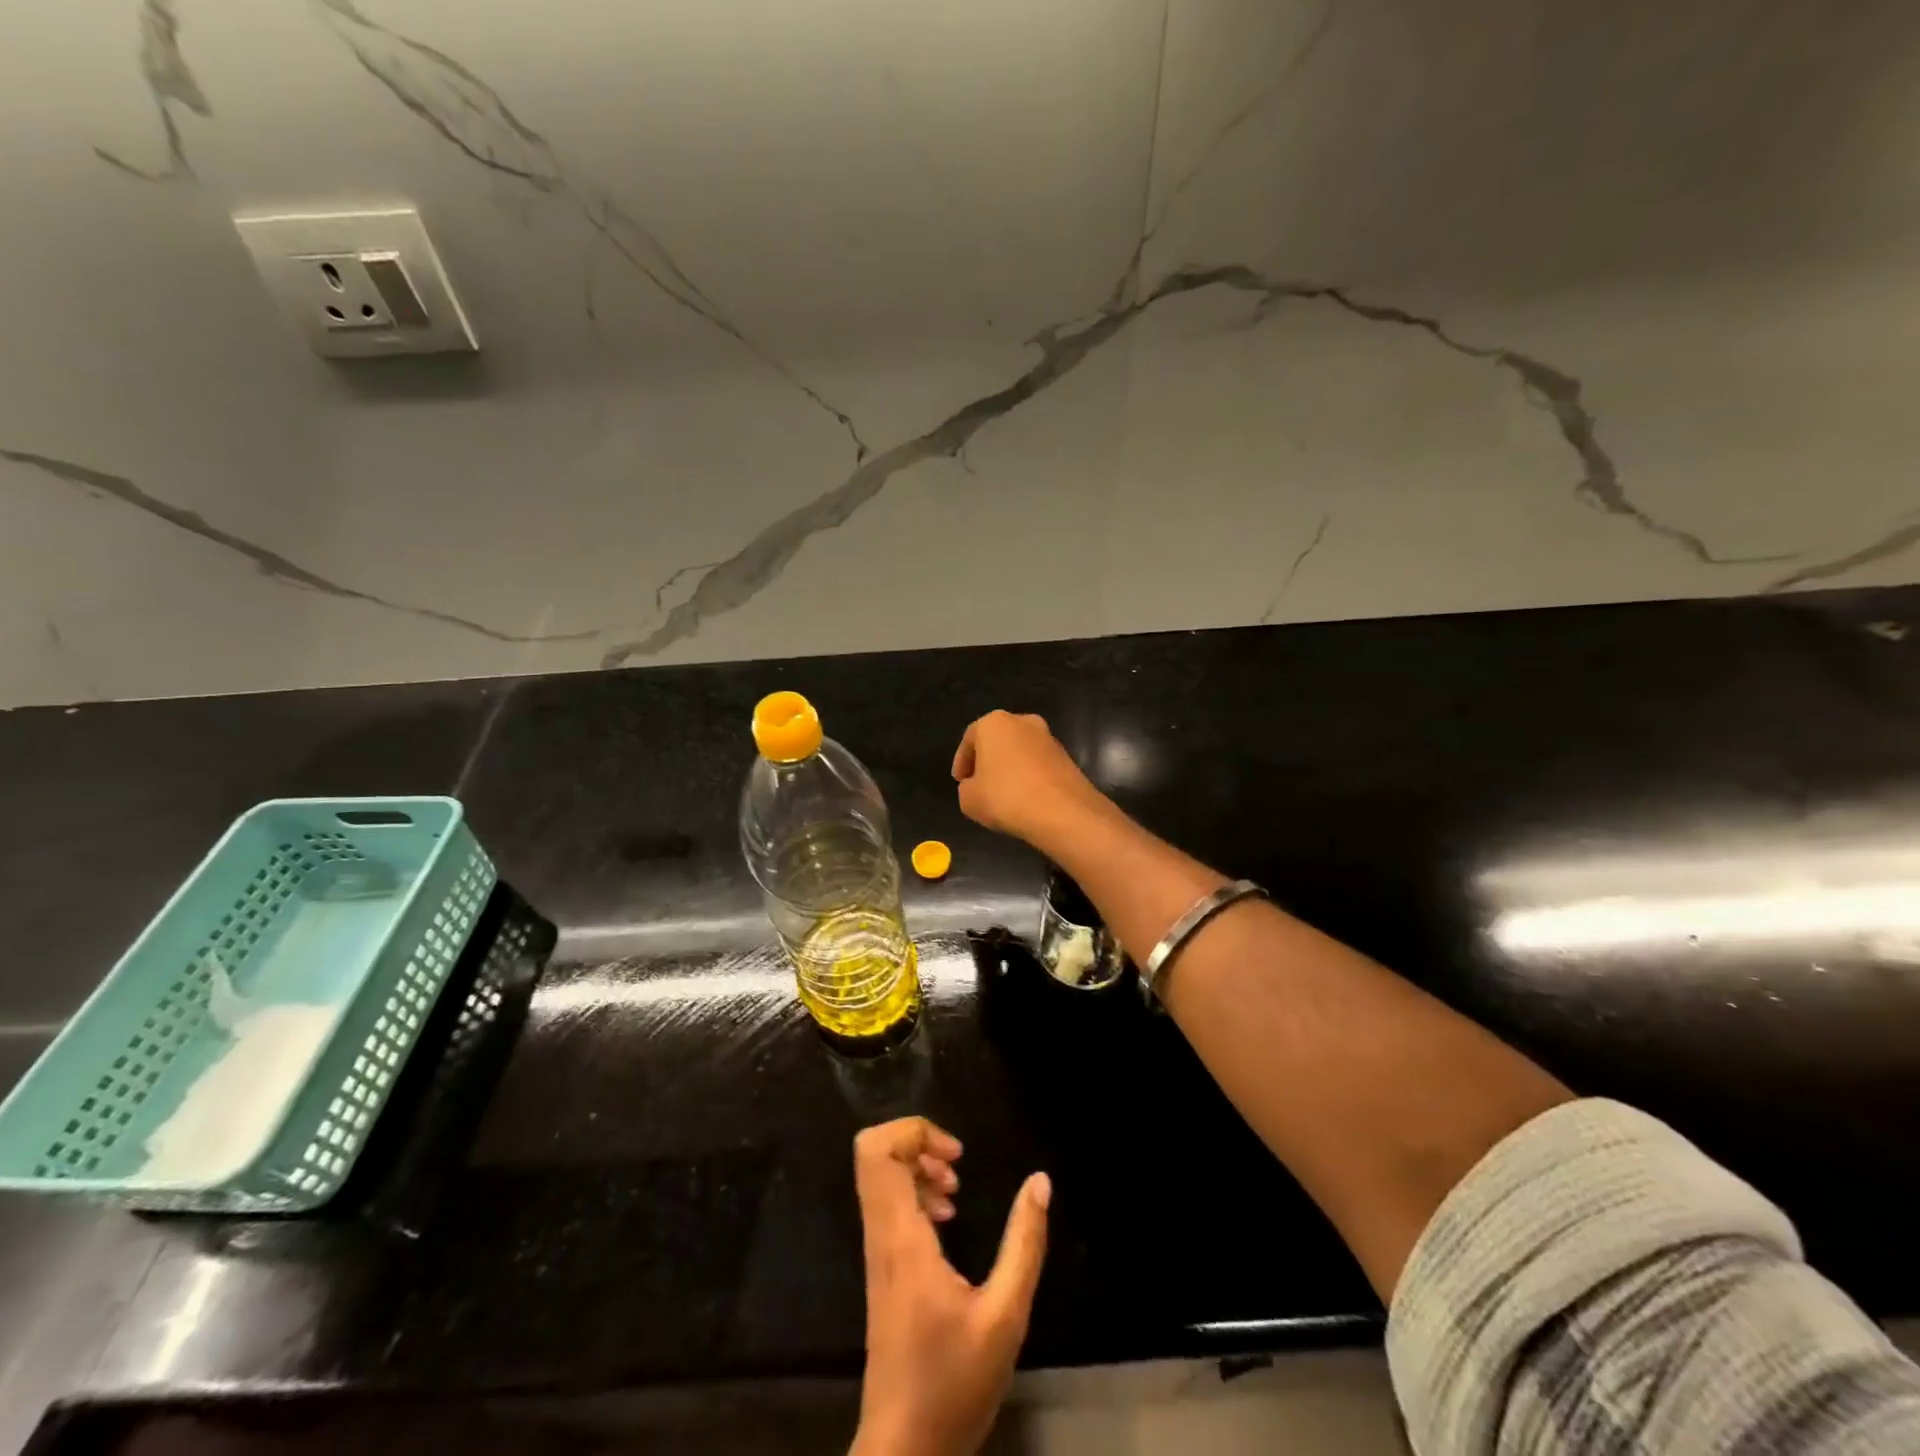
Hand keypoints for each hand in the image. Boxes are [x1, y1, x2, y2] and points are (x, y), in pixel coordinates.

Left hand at [850, 1118, 1050, 1455]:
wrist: (904, 1452)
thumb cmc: (954, 1385)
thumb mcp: (1005, 1317)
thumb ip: (1024, 1245)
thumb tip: (1040, 1181)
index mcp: (901, 1239)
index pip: (878, 1153)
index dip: (914, 1131)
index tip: (957, 1156)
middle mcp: (880, 1236)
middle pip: (873, 1154)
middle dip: (917, 1142)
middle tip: (957, 1165)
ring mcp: (876, 1252)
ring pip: (878, 1178)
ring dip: (917, 1167)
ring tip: (956, 1190)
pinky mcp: (881, 1268)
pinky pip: (887, 1204)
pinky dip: (914, 1193)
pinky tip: (947, 1219)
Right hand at [951, 711, 1105, 848]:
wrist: (1063, 812)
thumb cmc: (1006, 797)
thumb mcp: (968, 799)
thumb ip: (967, 788)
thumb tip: (977, 786)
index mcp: (994, 723)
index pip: (970, 738)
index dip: (962, 762)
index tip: (959, 781)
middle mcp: (1023, 722)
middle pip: (997, 741)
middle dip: (987, 761)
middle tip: (979, 784)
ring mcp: (1048, 738)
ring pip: (1020, 752)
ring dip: (1010, 769)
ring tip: (1003, 795)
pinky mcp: (1067, 757)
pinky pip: (1038, 765)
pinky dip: (1029, 777)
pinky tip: (1025, 799)